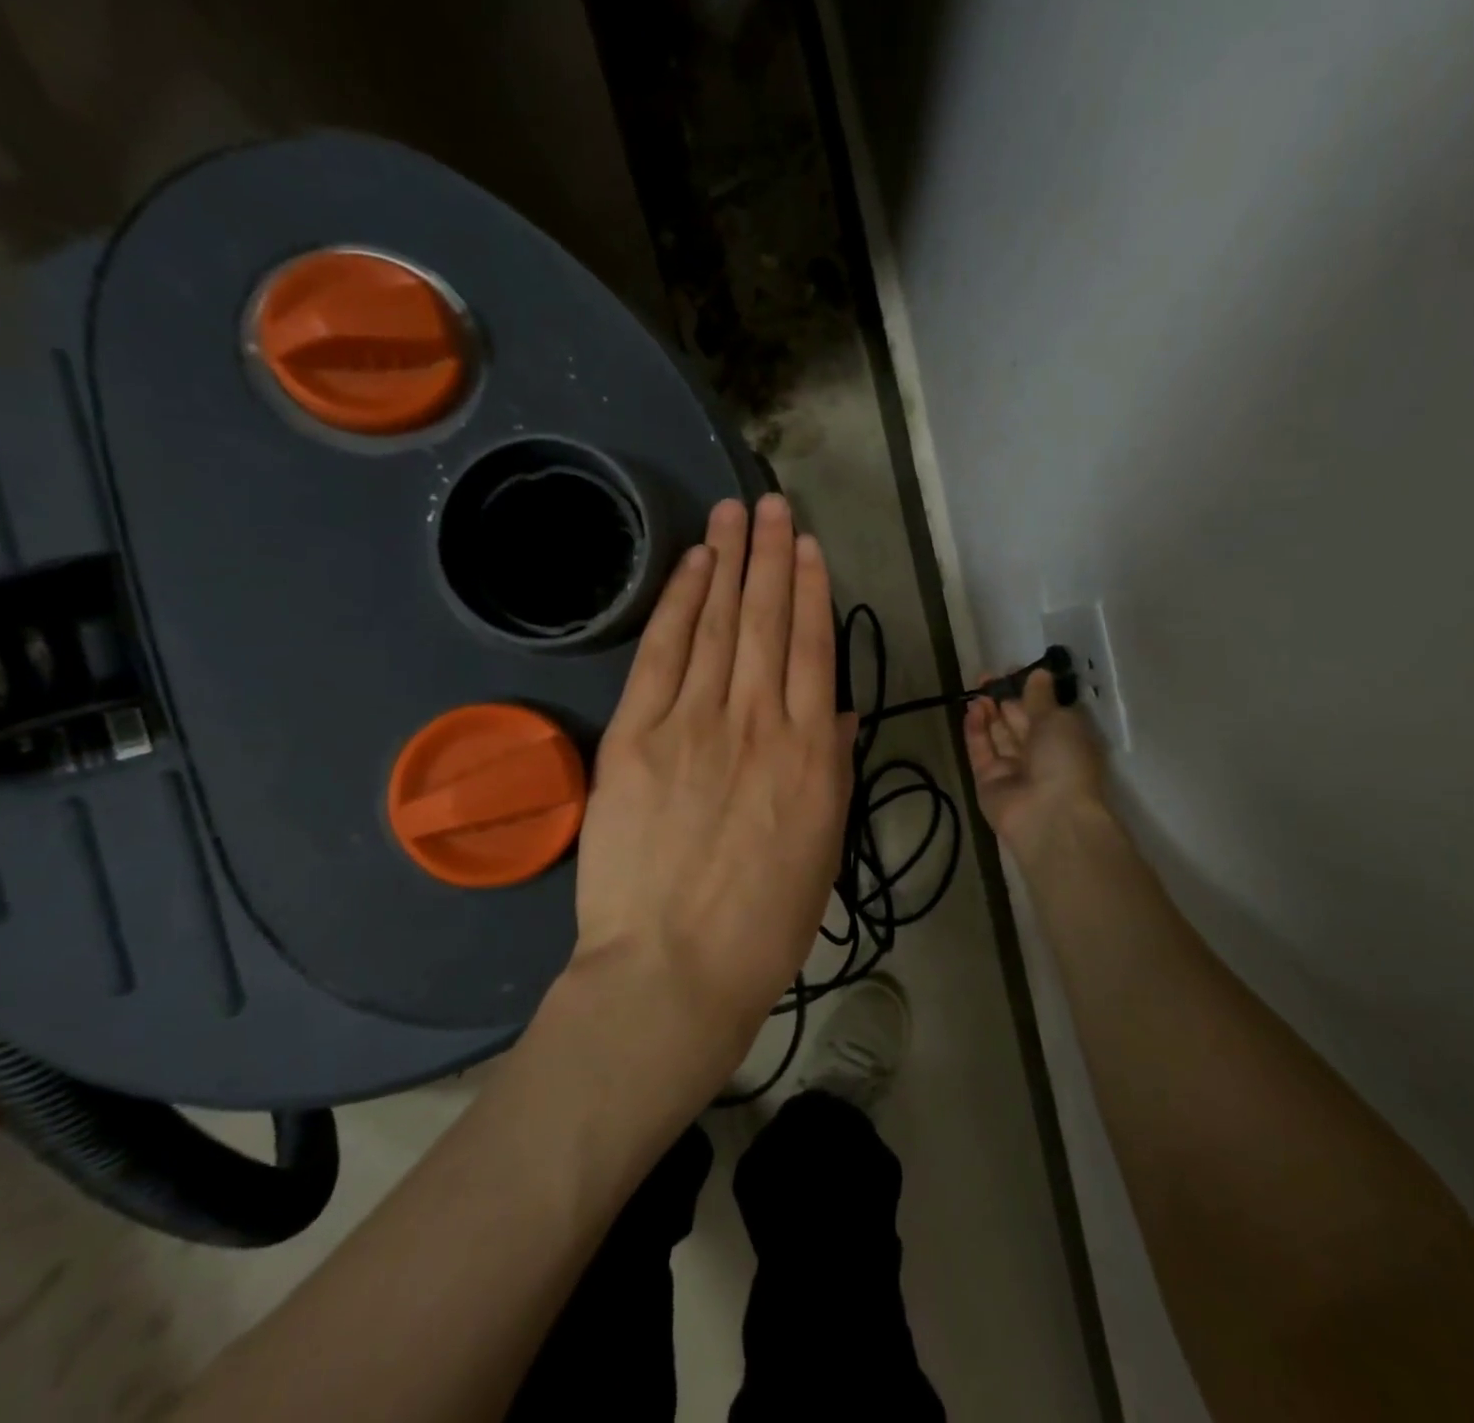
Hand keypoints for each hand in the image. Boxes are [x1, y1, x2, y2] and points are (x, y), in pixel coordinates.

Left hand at [572, 495, 854, 1082]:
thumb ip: (832, 768)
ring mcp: (693, 723)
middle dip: (772, 556)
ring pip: (717, 624)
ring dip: (728, 562)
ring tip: (736, 513)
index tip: (811, 547)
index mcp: (811, 753)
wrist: (672, 969)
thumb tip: (838, 709)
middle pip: (767, 621)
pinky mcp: (635, 735)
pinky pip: (662, 653)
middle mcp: (757, 722)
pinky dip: (678, 603)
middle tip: (774, 505)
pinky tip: (692, 566)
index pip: (814, 649)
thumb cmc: (761, 923)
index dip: (812, 591)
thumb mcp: (822, 847)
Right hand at [964, 669, 1107, 858]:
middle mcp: (1040, 754)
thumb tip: (1038, 673)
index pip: (1044, 710)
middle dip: (1003, 698)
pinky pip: (981, 751)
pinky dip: (976, 730)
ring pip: (998, 735)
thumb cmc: (1064, 760)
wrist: (1049, 816)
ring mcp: (1013, 770)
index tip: (1012, 670)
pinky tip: (971, 709)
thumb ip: (1040, 697)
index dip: (1028, 690)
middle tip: (986, 677)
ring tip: (978, 691)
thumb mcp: (1058, 720)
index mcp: (1065, 739)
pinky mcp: (988, 781)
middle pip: (1018, 722)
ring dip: (988, 712)